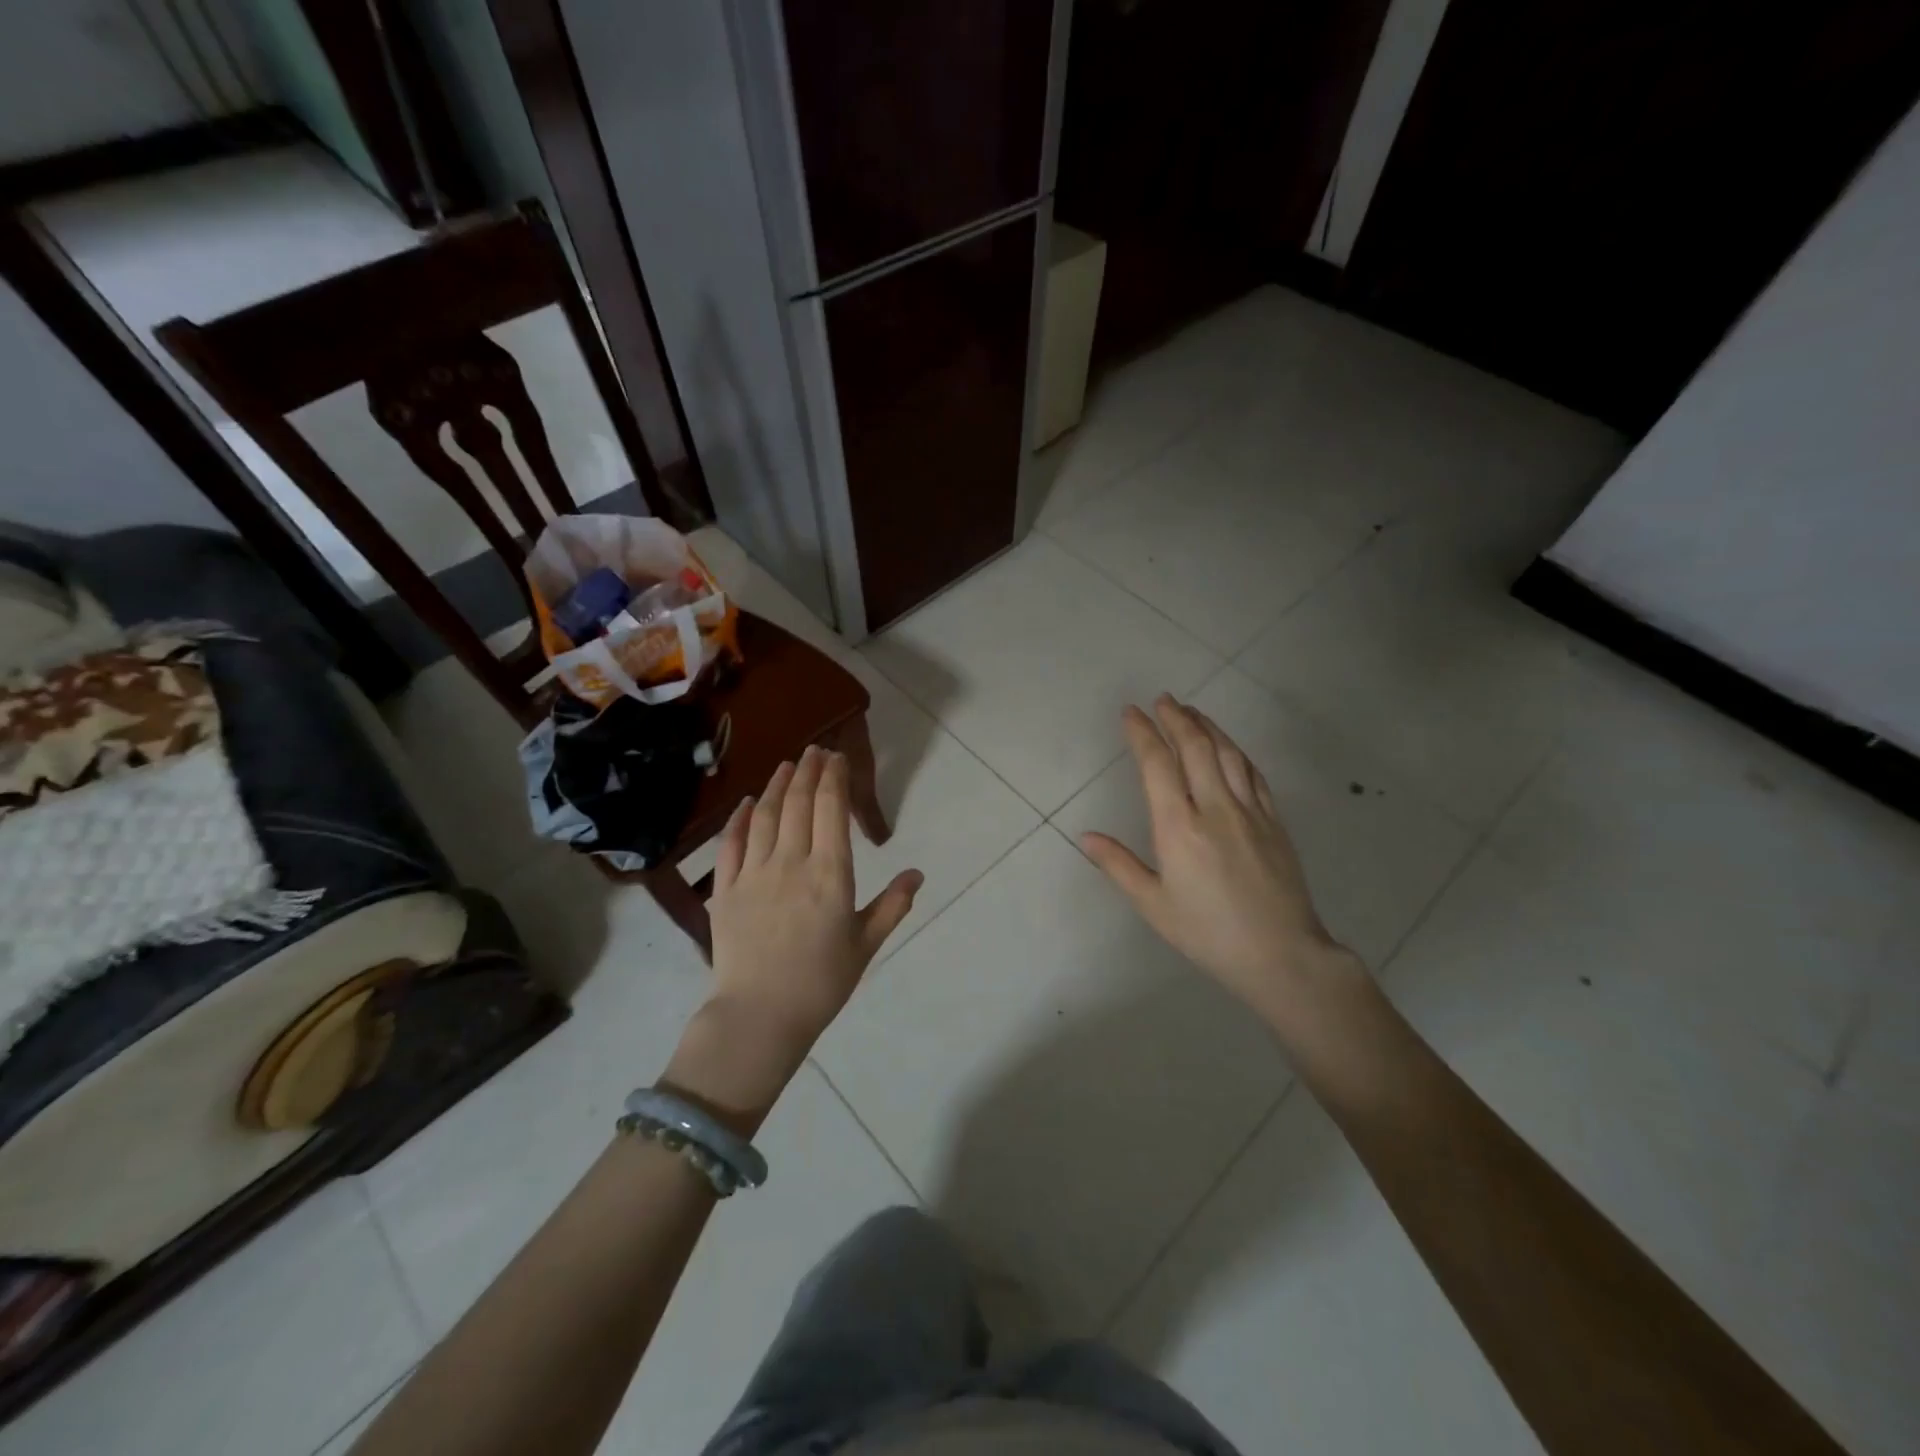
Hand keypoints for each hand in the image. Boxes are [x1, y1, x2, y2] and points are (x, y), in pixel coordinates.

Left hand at [675, 747, 920, 1116]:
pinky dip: (739, 819)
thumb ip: (893, 905)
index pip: (831, 810)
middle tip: (816, 750)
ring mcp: (754, 874)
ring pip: (765, 816)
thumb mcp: (866, 945)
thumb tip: (918, 873)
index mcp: (830, 874)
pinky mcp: (725, 890)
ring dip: (777, 785)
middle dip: (809, 771)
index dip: (835, 778)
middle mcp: (791, 863)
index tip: (837, 758)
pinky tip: (745, 803)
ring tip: (787, 765)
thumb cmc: (821, 983)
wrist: (759, 1017)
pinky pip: (731, 844)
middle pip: (798, 803)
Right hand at [1079, 696, 1365, 1031]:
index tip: (1131, 713)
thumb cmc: (1208, 933)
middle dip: (1176, 718)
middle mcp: (1215, 809)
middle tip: (1162, 700)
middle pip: (1195, 747)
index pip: (1158, 765)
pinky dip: (1236, 751)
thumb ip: (1119, 866)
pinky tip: (1228, 747)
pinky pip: (1254, 774)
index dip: (1143, 733)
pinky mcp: (1275, 821)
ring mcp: (1250, 812)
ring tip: (1191, 711)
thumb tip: (1087, 837)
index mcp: (1179, 828)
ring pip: (1227, 754)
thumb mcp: (1154, 905)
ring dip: (1207, 727)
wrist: (1281, 955)